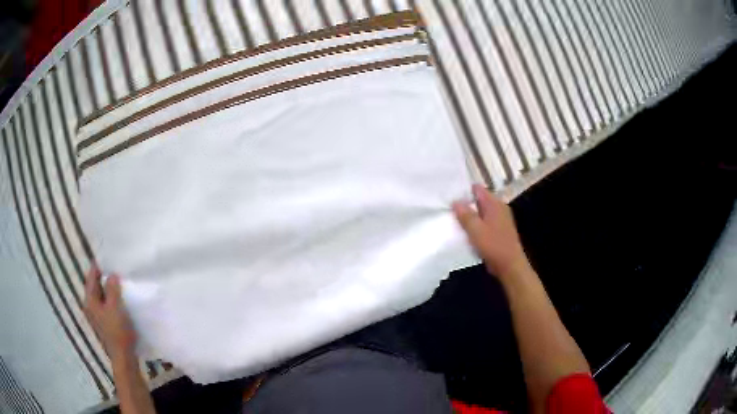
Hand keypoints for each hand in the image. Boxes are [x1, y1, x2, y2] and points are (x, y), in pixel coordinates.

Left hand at [84, 267, 136, 361]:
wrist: (123, 358)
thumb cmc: (117, 331)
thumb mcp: (115, 307)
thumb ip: (112, 288)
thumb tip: (112, 274)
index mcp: (89, 300)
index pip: (91, 277)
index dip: (98, 266)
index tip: (107, 256)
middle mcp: (90, 306)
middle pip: (95, 285)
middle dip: (104, 276)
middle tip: (116, 267)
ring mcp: (97, 316)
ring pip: (101, 295)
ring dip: (109, 288)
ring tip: (120, 280)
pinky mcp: (105, 322)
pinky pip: (106, 304)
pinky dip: (112, 298)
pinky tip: (121, 298)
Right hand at [453, 184, 529, 278]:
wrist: (510, 265)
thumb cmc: (493, 245)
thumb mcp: (476, 230)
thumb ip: (465, 215)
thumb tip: (455, 201)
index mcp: (495, 204)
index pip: (478, 189)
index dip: (464, 190)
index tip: (450, 195)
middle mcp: (499, 208)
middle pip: (479, 200)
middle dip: (466, 204)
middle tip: (449, 208)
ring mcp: (500, 219)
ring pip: (481, 212)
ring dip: (470, 216)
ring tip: (455, 219)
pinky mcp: (499, 230)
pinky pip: (485, 222)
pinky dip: (476, 225)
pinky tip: (466, 231)